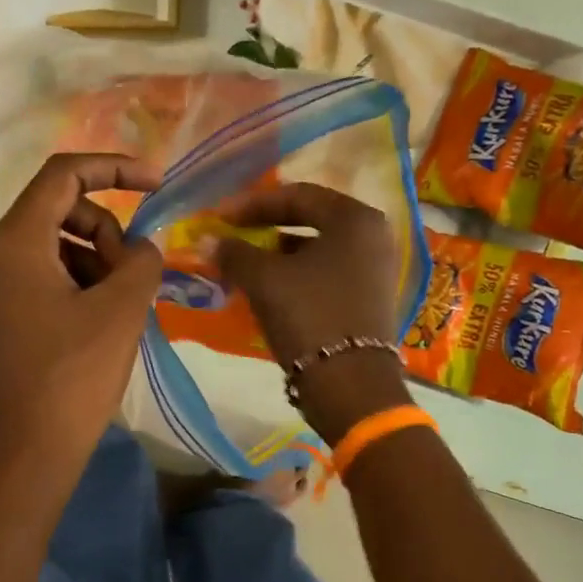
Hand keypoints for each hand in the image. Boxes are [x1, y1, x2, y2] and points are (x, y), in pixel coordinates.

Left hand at [0, 153, 163, 479]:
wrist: (24, 456)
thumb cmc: (71, 378)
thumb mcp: (121, 310)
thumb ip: (142, 260)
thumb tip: (142, 249)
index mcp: (15, 243)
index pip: (63, 175)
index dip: (114, 167)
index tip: (158, 184)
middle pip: (62, 211)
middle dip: (109, 232)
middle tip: (135, 278)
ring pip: (58, 247)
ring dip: (99, 263)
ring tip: (122, 309)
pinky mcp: (3, 317)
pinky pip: (47, 278)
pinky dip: (82, 286)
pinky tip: (104, 324)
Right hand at [215, 184, 412, 444]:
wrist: (350, 386)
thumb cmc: (309, 317)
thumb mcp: (264, 279)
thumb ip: (234, 252)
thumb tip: (207, 239)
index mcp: (355, 219)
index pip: (297, 195)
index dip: (252, 204)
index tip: (220, 216)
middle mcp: (373, 236)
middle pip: (310, 220)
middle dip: (265, 228)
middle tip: (231, 236)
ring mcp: (376, 269)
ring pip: (317, 250)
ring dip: (278, 254)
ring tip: (244, 264)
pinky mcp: (370, 299)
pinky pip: (326, 274)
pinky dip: (296, 275)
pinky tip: (268, 289)